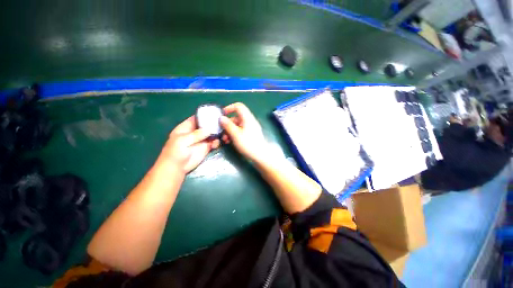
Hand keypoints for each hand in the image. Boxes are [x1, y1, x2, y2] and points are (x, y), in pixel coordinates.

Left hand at [159, 116, 219, 173]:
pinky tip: (216, 144)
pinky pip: (214, 142)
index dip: (205, 115)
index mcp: (186, 127)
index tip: (215, 113)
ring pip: (212, 133)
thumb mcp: (182, 141)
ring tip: (221, 135)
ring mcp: (201, 140)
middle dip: (214, 124)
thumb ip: (195, 134)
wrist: (177, 168)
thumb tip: (209, 129)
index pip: (196, 118)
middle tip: (223, 124)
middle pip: (206, 125)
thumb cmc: (175, 152)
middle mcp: (195, 132)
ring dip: (217, 133)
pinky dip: (217, 142)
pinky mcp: (206, 147)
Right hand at [220, 103, 268, 161]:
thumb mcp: (235, 134)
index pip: (239, 106)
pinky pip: (240, 131)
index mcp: (247, 118)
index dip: (230, 108)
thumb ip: (228, 125)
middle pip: (236, 117)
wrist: (260, 156)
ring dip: (229, 131)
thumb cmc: (248, 144)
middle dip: (227, 124)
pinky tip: (229, 141)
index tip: (222, 114)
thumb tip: (221, 118)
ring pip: (237, 125)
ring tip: (225, 139)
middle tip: (221, 132)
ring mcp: (250, 128)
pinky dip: (234, 134)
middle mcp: (249, 121)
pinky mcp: (250, 135)